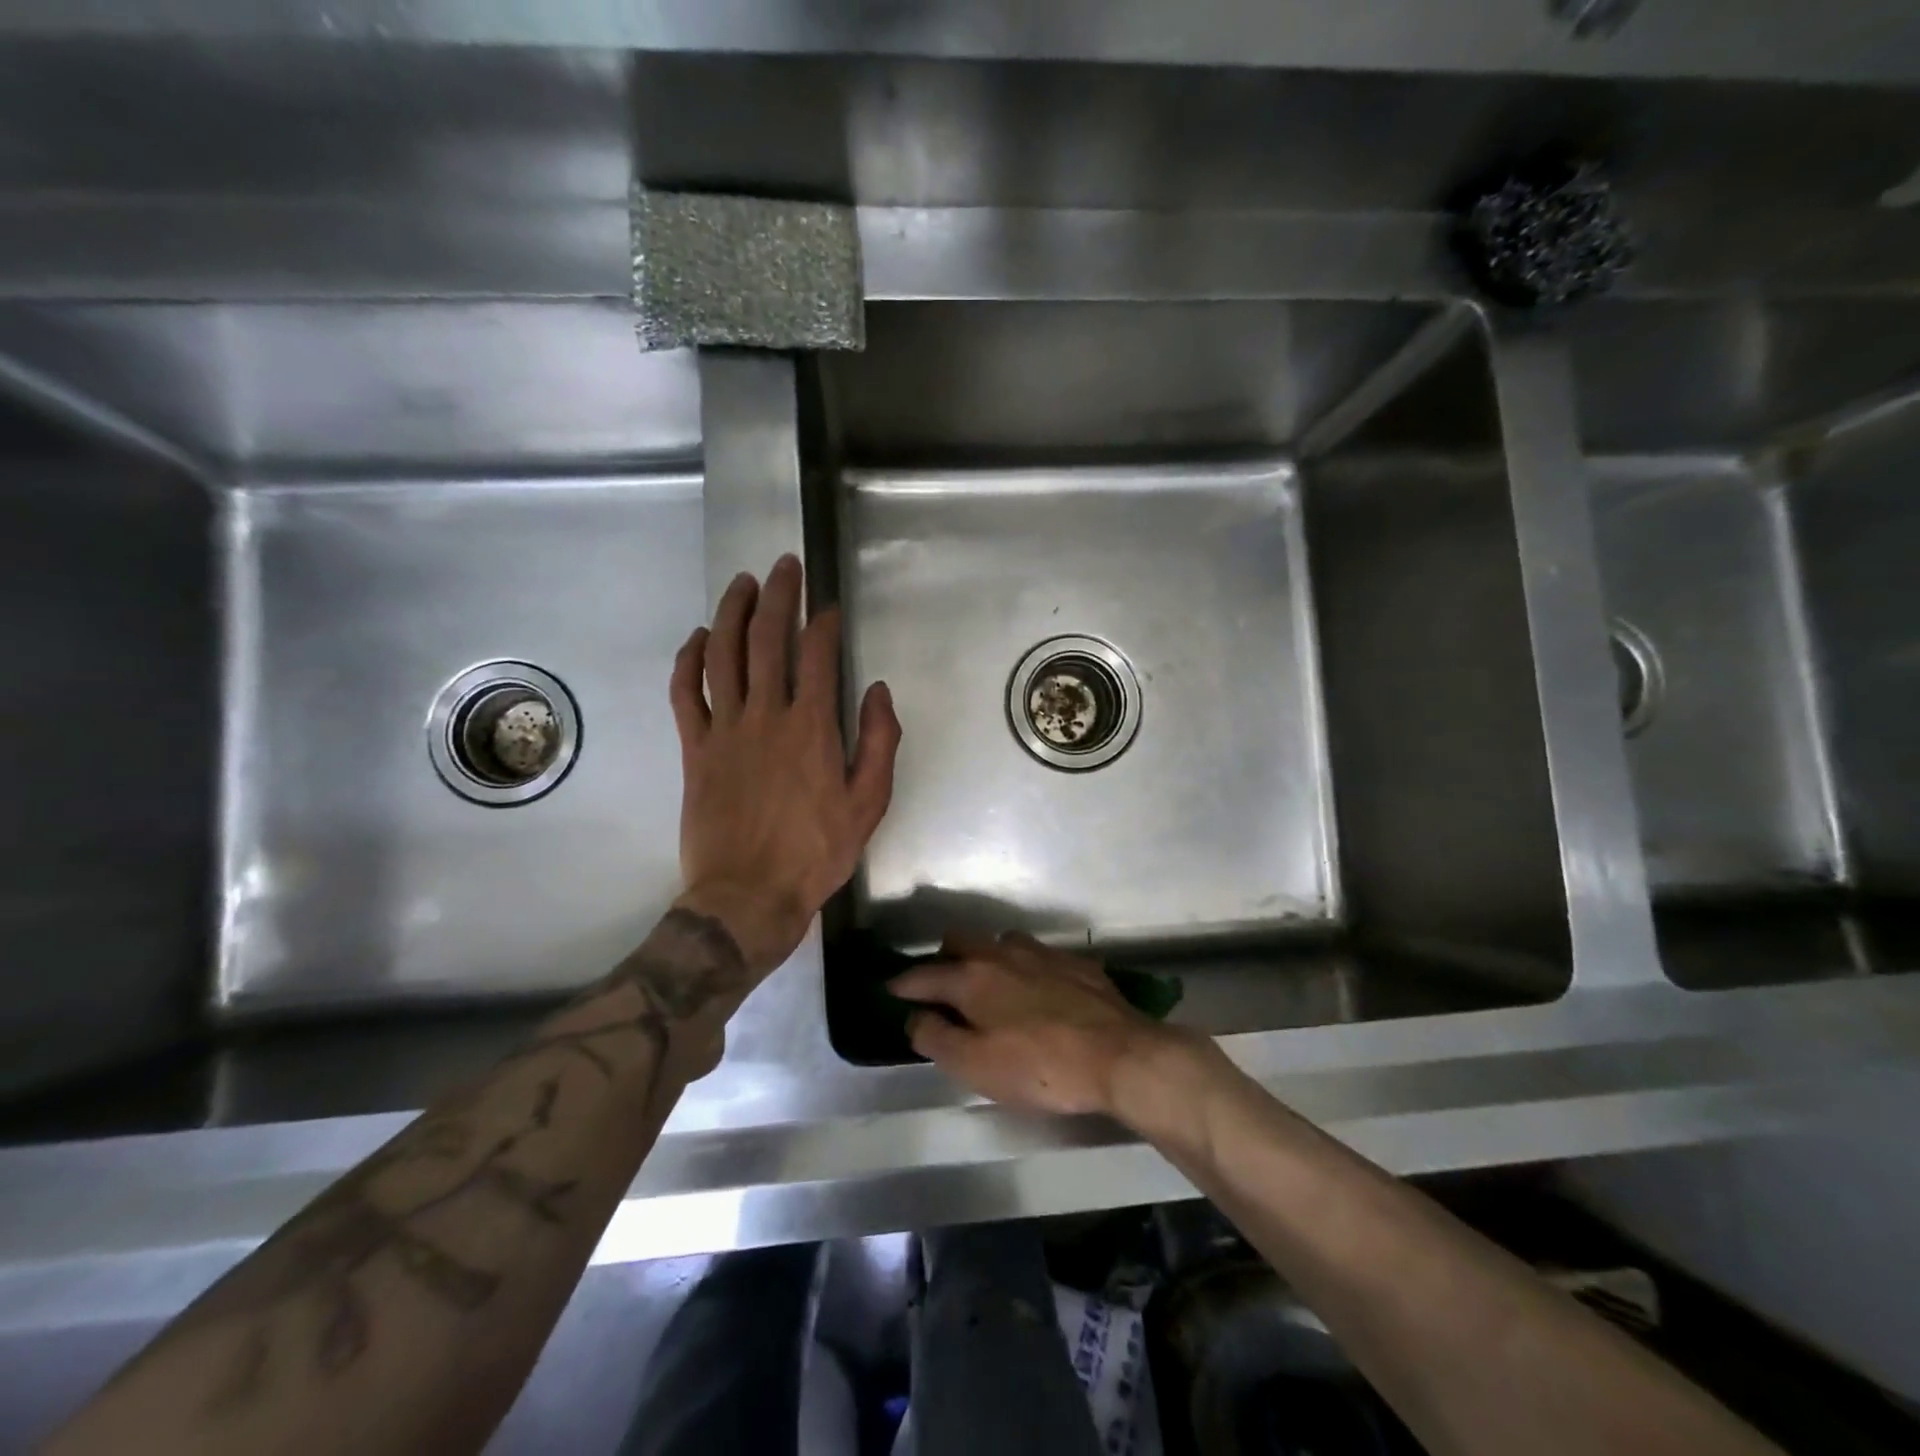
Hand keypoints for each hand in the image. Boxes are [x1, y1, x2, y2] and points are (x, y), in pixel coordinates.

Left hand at [670, 555, 901, 975]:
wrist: (747, 896)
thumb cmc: (815, 853)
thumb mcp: (869, 805)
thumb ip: (879, 743)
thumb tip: (877, 690)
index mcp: (812, 728)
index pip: (816, 655)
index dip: (822, 622)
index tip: (827, 606)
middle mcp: (766, 716)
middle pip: (767, 640)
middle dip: (777, 596)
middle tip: (784, 565)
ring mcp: (724, 730)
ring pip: (723, 656)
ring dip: (732, 613)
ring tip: (743, 583)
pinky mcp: (694, 749)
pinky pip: (685, 694)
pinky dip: (689, 660)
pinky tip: (699, 638)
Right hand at [889, 933, 1191, 1116]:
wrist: (1120, 1056)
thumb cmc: (1040, 1068)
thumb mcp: (976, 1067)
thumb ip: (936, 1038)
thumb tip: (914, 1018)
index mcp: (973, 978)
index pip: (924, 974)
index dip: (903, 983)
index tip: (890, 989)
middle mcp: (1003, 954)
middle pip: (960, 941)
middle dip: (942, 959)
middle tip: (939, 985)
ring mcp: (1042, 953)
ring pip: (1001, 942)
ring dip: (986, 957)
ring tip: (989, 983)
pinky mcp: (1076, 963)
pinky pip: (1039, 955)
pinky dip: (1025, 967)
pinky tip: (1036, 988)